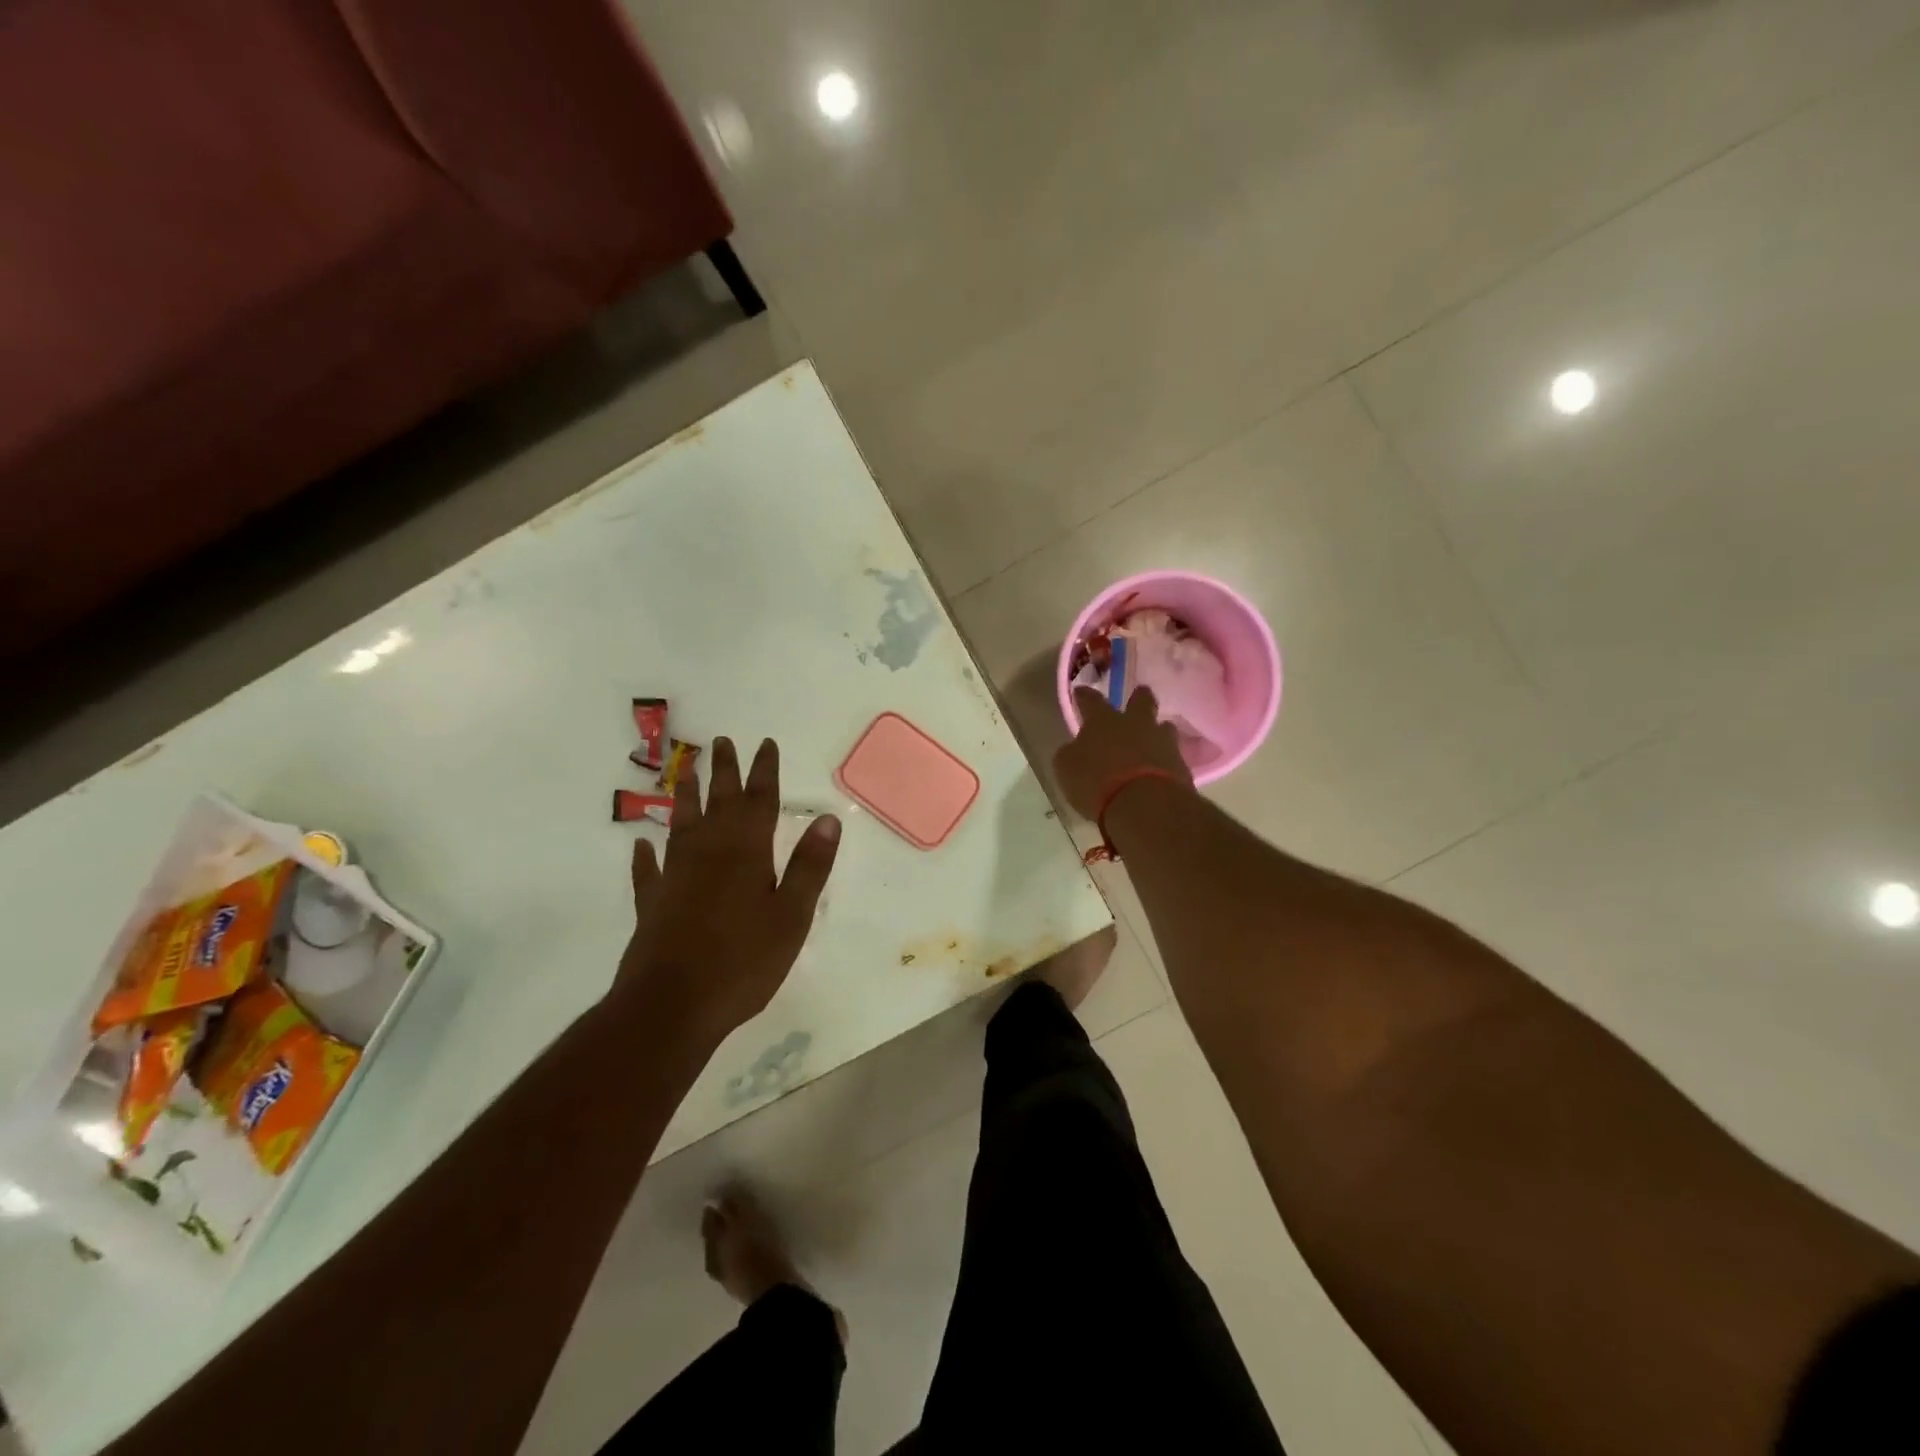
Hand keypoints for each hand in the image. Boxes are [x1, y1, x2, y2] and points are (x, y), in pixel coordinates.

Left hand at [616, 736, 840, 1043]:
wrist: (671, 1006)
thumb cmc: (743, 961)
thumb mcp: (791, 915)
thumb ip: (809, 866)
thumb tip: (828, 818)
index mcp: (747, 853)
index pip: (759, 801)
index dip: (763, 771)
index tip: (764, 743)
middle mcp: (708, 853)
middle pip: (718, 803)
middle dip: (724, 771)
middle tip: (722, 741)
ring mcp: (675, 877)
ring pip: (681, 825)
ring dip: (686, 798)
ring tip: (687, 772)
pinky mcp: (652, 904)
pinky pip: (648, 871)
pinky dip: (645, 856)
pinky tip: (641, 845)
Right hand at [1052, 686, 1191, 819]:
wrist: (1145, 805)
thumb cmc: (1097, 782)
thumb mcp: (1067, 769)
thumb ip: (1071, 754)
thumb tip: (1075, 748)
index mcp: (1103, 721)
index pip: (1091, 700)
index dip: (1084, 696)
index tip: (1080, 692)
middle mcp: (1135, 724)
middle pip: (1141, 700)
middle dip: (1138, 697)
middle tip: (1137, 697)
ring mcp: (1162, 742)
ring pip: (1163, 727)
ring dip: (1157, 731)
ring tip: (1152, 740)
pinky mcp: (1181, 765)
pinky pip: (1172, 756)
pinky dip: (1164, 760)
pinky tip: (1159, 771)